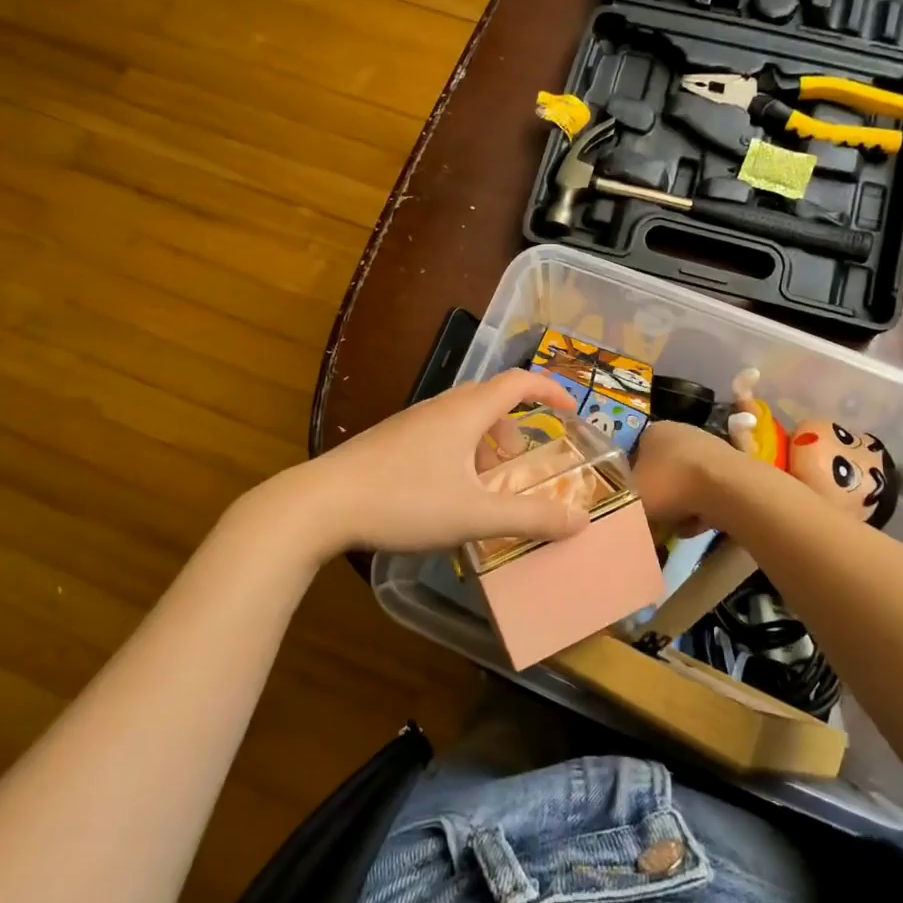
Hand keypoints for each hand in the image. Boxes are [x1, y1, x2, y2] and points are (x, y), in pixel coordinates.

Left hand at [298, 370, 591, 554]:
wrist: (321, 503)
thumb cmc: (403, 501)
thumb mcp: (474, 515)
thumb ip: (530, 517)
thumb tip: (581, 520)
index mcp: (465, 412)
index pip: (518, 382)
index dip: (550, 391)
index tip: (572, 411)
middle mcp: (439, 407)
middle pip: (490, 400)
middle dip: (515, 428)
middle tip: (522, 465)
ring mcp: (410, 422)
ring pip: (462, 419)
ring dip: (485, 444)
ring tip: (485, 487)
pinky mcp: (390, 441)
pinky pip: (439, 434)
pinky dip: (459, 453)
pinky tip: (446, 494)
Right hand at [629, 420, 742, 536]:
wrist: (725, 489)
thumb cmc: (669, 484)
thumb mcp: (630, 493)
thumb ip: (622, 496)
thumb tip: (625, 502)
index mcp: (654, 431)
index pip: (635, 455)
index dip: (632, 481)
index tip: (633, 503)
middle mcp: (681, 432)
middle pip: (662, 471)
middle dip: (660, 496)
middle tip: (655, 518)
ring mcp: (710, 448)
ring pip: (685, 485)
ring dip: (681, 507)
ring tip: (679, 526)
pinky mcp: (731, 468)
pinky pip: (707, 493)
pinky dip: (702, 509)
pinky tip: (700, 523)